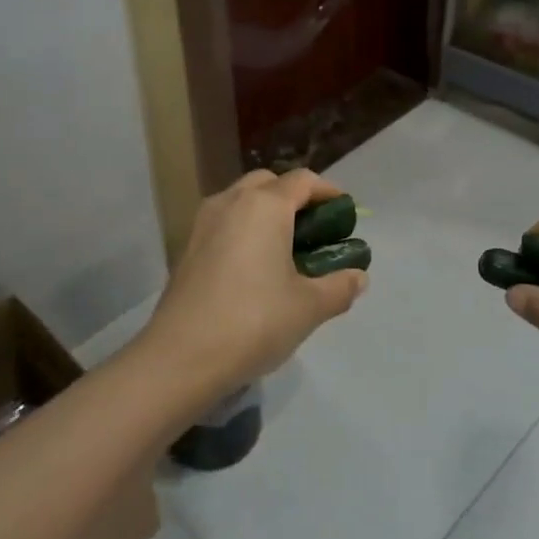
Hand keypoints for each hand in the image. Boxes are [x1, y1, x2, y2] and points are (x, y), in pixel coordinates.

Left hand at [145, 169, 367, 394]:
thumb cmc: (253, 322)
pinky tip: (254, 268)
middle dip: (294, 198)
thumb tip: (358, 277)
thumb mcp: (309, 307)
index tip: (346, 214)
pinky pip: (223, 223)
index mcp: (265, 206)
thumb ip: (339, 287)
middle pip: (269, 182)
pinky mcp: (186, 247)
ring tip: (285, 249)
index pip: (303, 181)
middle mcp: (231, 202)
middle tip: (314, 231)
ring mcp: (203, 223)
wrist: (180, 358)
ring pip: (241, 200)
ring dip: (266, 212)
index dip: (329, 193)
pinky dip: (243, 230)